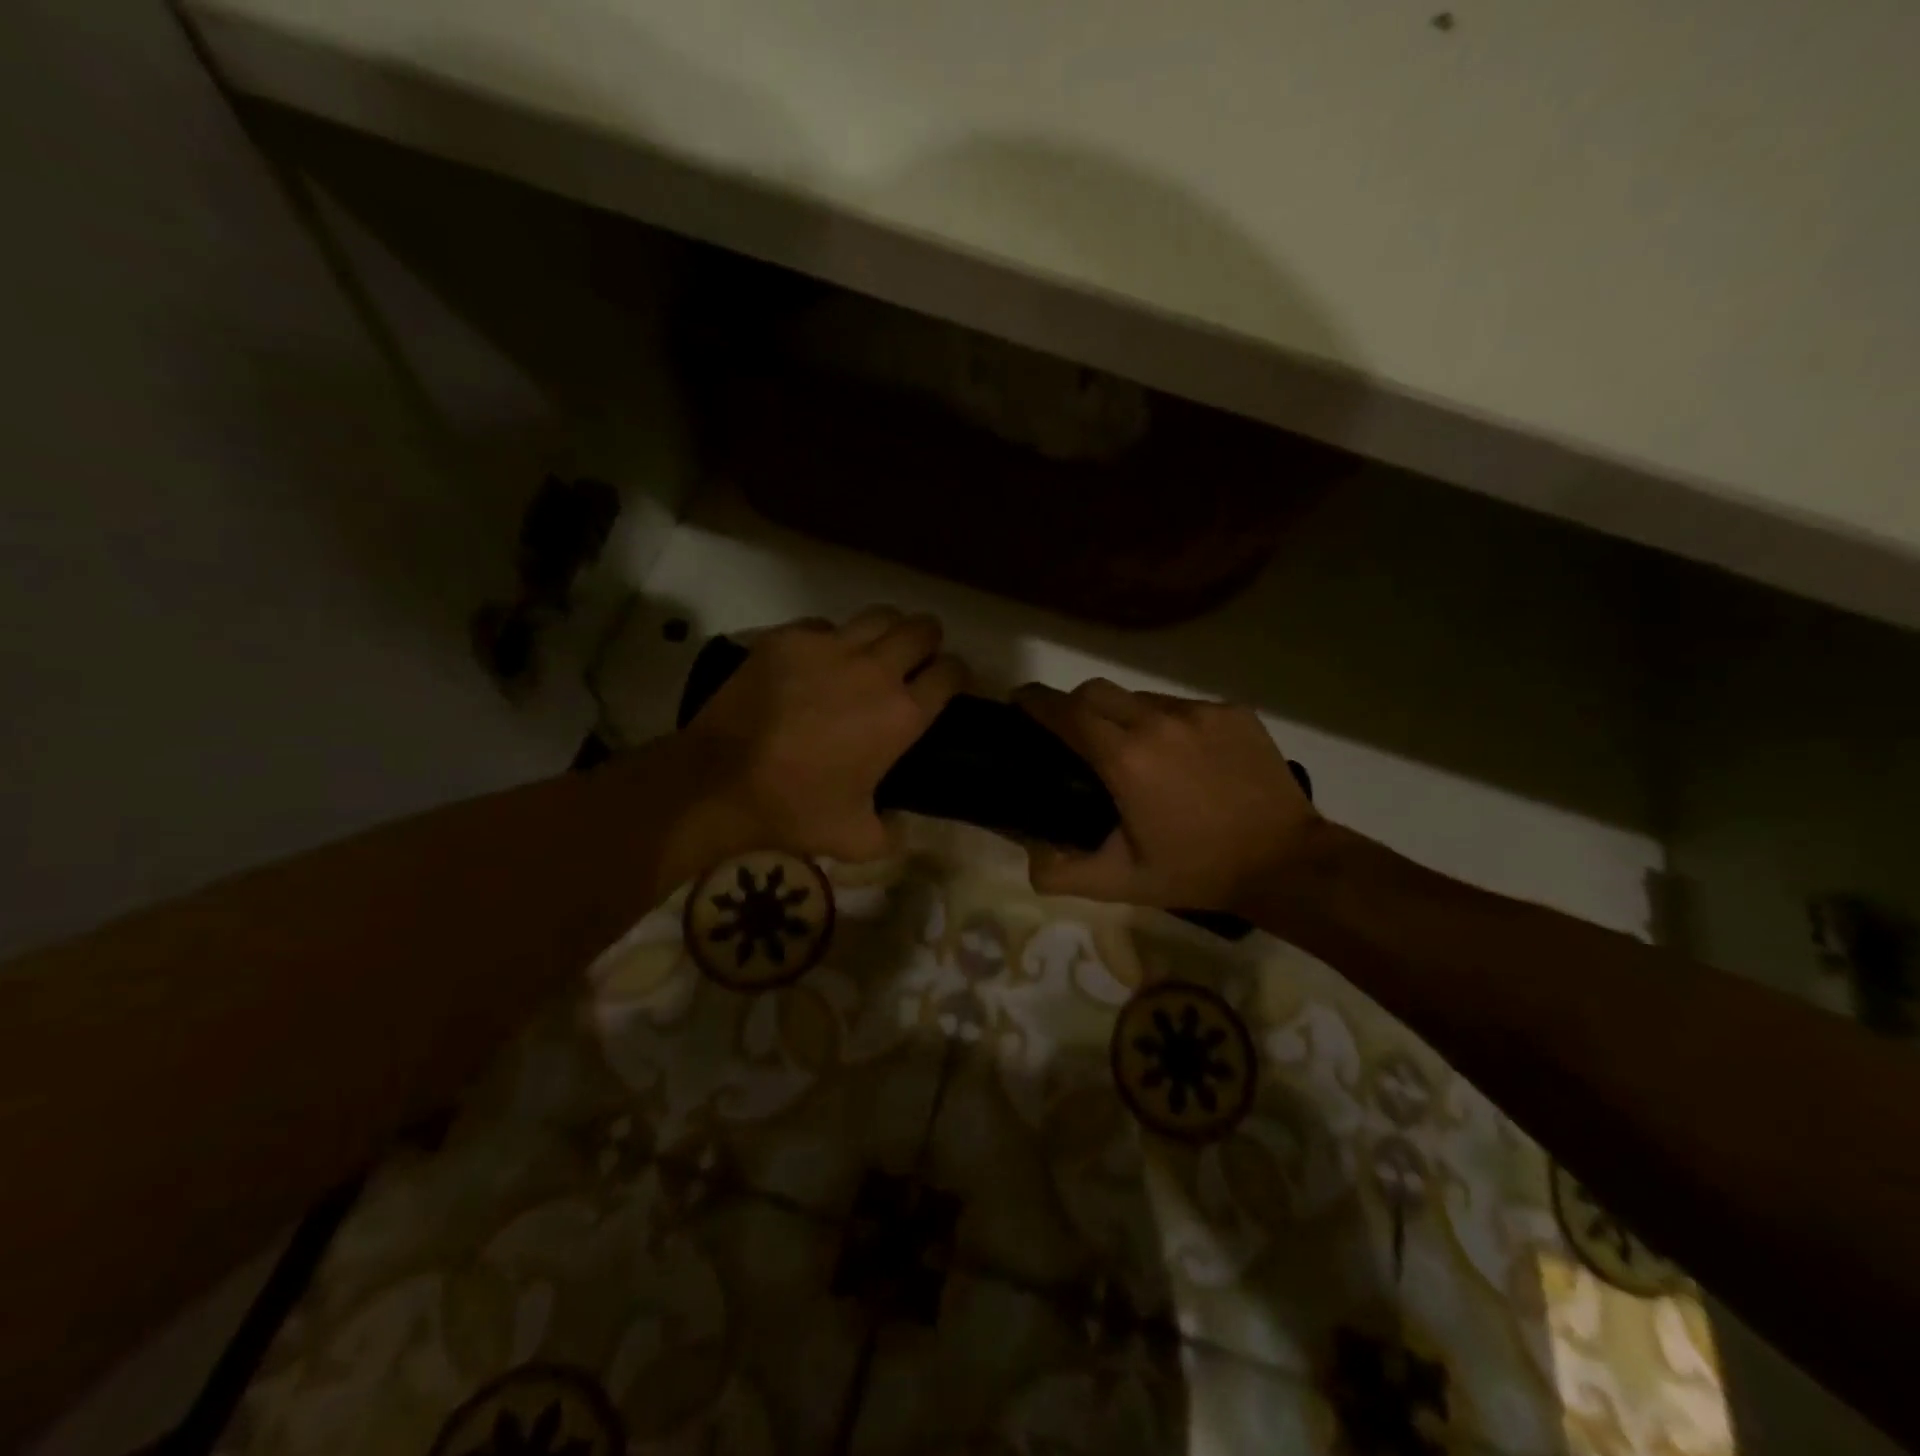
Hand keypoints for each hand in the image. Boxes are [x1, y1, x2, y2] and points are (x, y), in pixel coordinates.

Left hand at [681, 608, 966, 861]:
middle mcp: (875, 670)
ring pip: (880, 616)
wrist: (719, 784)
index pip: (952, 673)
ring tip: (874, 653)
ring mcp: (829, 647)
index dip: (958, 676)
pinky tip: (818, 663)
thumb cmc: (795, 811)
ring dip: (887, 632)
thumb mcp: (857, 840)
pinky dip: (832, 640)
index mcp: (902, 715)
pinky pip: (825, 625)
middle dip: (928, 642)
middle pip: (922, 629)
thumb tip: (902, 824)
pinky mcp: (788, 639)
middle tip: (916, 662)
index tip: (951, 685)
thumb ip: (893, 833)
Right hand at [1013, 679, 1318, 911]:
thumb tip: (1027, 852)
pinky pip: (1183, 707)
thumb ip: (1061, 871)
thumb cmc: (1196, 872)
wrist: (1286, 863)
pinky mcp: (1232, 712)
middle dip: (1073, 703)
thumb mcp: (1121, 883)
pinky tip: (1183, 758)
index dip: (1035, 701)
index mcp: (1125, 759)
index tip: (1019, 702)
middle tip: (1073, 734)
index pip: (1065, 711)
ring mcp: (1199, 712)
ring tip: (1135, 753)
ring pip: (1141, 698)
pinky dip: (1169, 724)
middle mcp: (1158, 722)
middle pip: (1096, 690)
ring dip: (1124, 716)